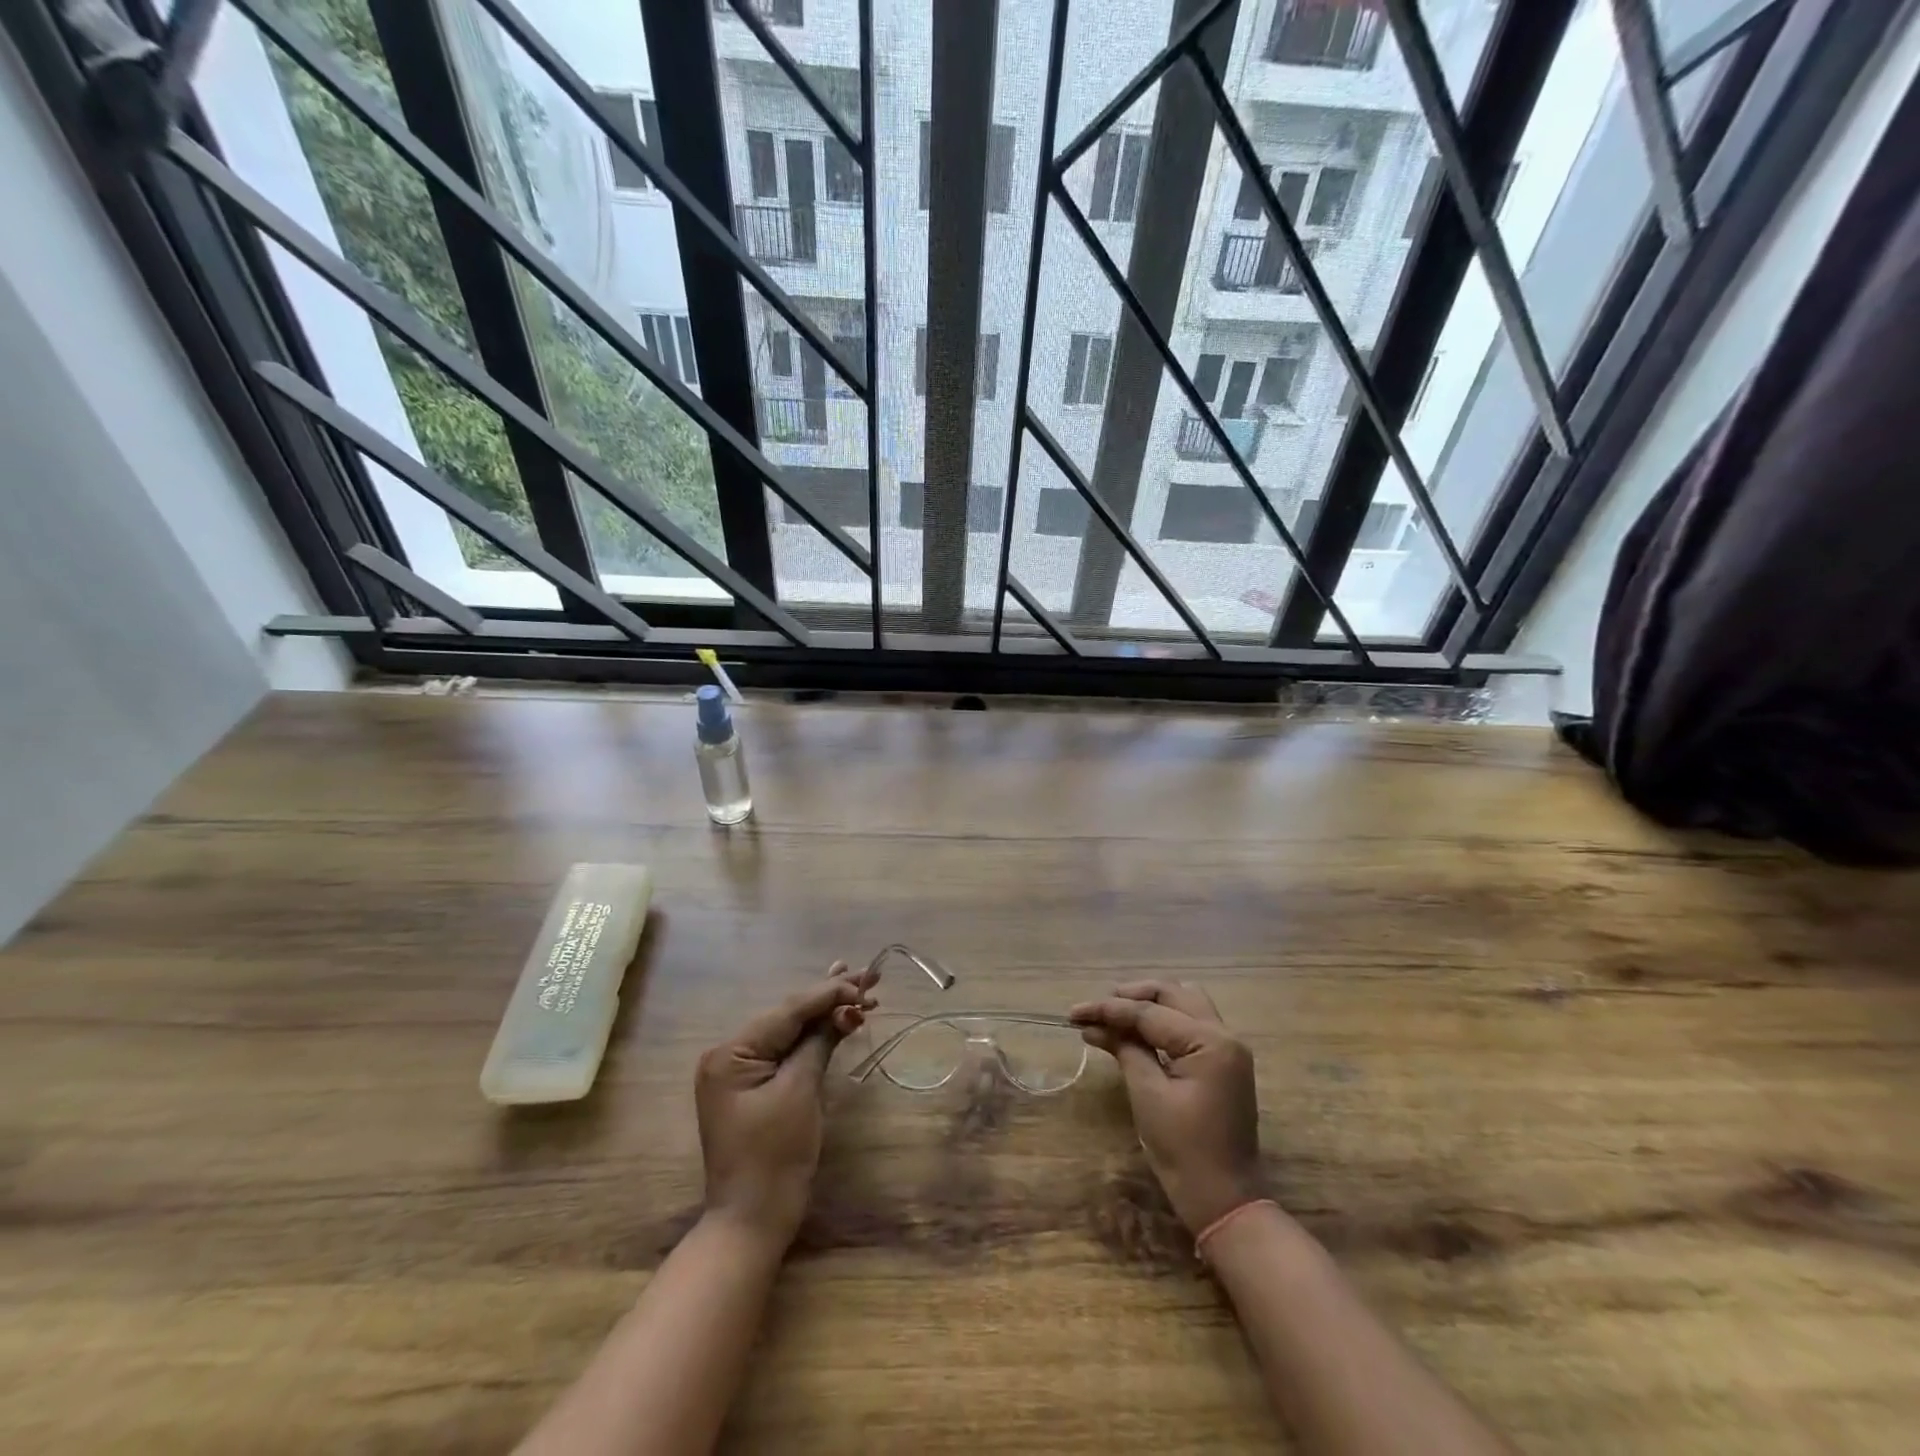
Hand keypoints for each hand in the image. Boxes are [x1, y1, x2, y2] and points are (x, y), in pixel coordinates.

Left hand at [695, 961, 876, 1247]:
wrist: (751, 1222)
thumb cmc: (774, 1156)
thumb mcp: (800, 1092)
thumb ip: (819, 1043)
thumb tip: (845, 1009)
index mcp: (731, 1052)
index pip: (788, 1011)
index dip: (829, 993)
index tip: (865, 981)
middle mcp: (730, 1054)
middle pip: (789, 1016)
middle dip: (829, 997)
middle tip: (868, 974)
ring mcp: (740, 1071)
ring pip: (790, 1031)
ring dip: (825, 1013)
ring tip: (857, 987)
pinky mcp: (754, 1088)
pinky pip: (786, 1051)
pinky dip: (813, 1036)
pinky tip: (834, 1016)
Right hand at [1070, 981, 1263, 1235]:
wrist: (1224, 1200)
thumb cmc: (1184, 1150)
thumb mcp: (1148, 1095)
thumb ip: (1125, 1049)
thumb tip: (1094, 1024)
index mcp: (1210, 1041)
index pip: (1150, 1011)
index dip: (1109, 1009)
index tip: (1073, 1012)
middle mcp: (1224, 1034)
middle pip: (1172, 994)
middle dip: (1131, 996)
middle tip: (1096, 1009)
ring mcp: (1227, 1048)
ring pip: (1183, 1003)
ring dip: (1148, 1004)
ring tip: (1113, 1016)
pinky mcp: (1222, 1063)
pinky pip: (1189, 1025)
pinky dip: (1162, 1022)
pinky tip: (1135, 1033)